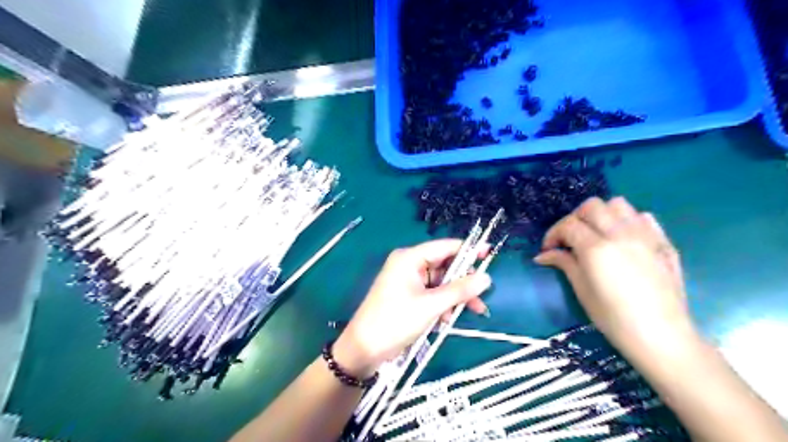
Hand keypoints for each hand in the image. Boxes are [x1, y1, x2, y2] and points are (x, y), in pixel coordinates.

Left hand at [333, 240, 490, 377]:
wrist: (364, 349)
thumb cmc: (395, 321)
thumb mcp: (431, 305)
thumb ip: (459, 290)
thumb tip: (487, 278)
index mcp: (410, 258)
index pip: (445, 247)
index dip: (468, 250)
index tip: (490, 254)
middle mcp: (409, 265)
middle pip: (445, 266)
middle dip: (463, 282)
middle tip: (482, 295)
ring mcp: (408, 281)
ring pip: (441, 283)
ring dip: (455, 297)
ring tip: (472, 312)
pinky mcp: (409, 296)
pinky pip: (433, 294)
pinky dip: (443, 304)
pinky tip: (447, 319)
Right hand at [536, 197, 694, 359]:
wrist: (662, 336)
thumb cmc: (614, 318)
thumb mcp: (582, 290)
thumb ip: (564, 264)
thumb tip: (544, 255)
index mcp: (597, 249)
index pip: (569, 224)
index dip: (553, 234)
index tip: (549, 250)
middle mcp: (620, 234)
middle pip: (592, 206)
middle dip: (575, 219)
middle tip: (570, 239)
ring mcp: (645, 235)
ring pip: (618, 204)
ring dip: (601, 214)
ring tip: (596, 234)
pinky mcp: (663, 242)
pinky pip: (642, 216)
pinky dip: (627, 220)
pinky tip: (623, 239)